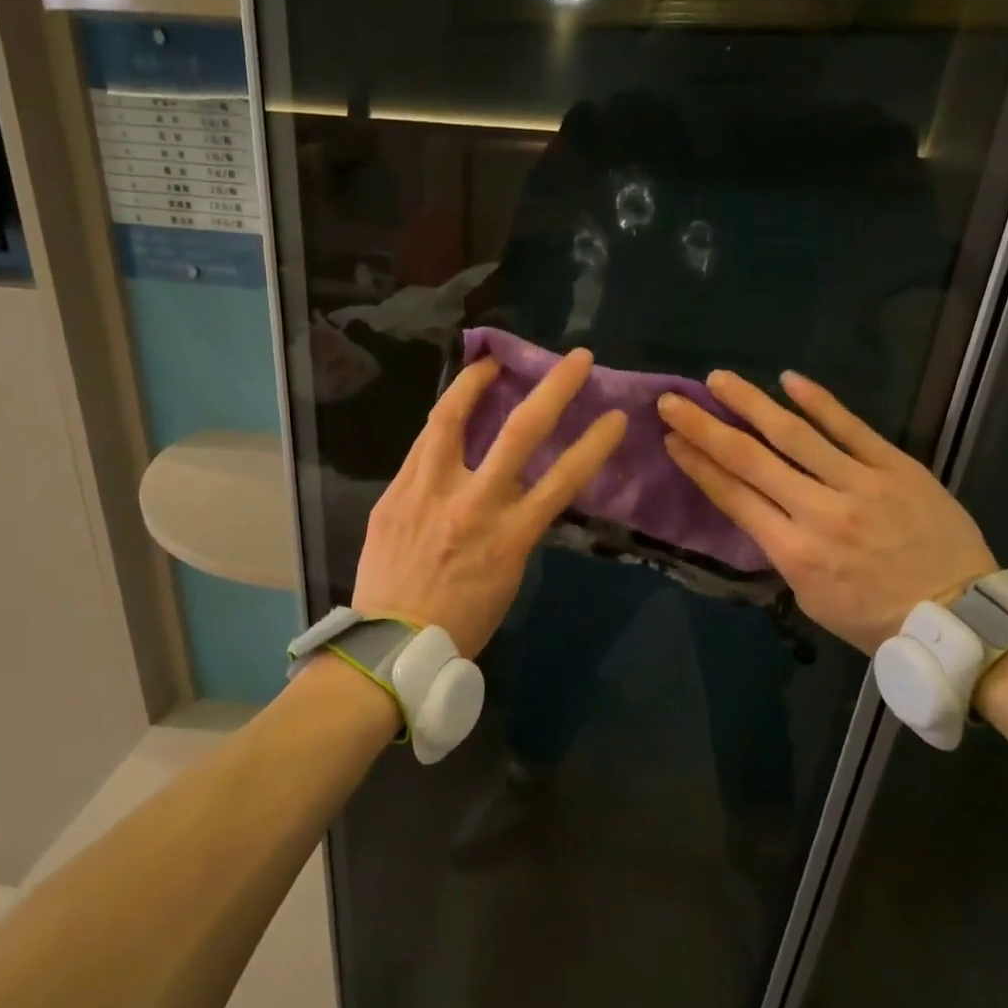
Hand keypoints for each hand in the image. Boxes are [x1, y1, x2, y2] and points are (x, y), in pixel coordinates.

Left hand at [353, 349, 627, 656]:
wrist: (392, 647)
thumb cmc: (461, 623)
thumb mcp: (507, 577)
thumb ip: (516, 528)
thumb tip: (518, 493)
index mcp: (510, 536)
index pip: (564, 478)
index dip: (595, 443)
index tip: (615, 416)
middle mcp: (473, 504)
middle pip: (520, 432)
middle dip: (555, 389)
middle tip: (576, 359)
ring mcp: (428, 494)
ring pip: (451, 420)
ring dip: (474, 383)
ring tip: (488, 363)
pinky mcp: (394, 495)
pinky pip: (420, 447)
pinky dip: (440, 425)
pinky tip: (448, 414)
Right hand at [658, 371, 995, 654]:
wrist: (960, 618)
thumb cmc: (875, 619)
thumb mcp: (810, 597)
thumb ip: (781, 550)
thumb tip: (760, 508)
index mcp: (793, 551)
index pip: (733, 496)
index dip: (697, 464)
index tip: (671, 438)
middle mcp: (818, 511)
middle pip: (750, 459)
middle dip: (705, 427)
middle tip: (673, 401)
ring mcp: (860, 484)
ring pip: (794, 434)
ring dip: (752, 403)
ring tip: (720, 379)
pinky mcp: (897, 467)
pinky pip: (852, 428)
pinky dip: (819, 402)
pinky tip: (790, 379)